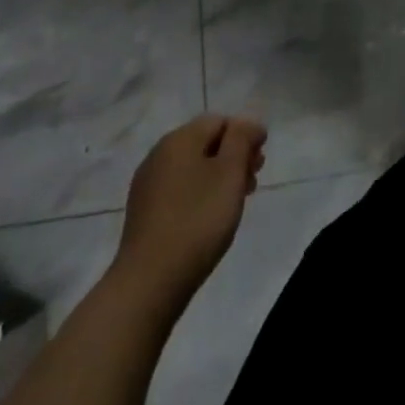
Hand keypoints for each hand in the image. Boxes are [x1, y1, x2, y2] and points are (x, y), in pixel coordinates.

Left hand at [112, 115, 266, 314]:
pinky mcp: (143, 213)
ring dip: (218, 177)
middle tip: (252, 182)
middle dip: (233, 157)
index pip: (220, 121)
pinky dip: (199, 194)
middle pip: (205, 143)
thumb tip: (247, 124)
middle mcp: (159, 154)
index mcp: (179, 139)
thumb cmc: (197, 221)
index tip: (260, 163)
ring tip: (235, 203)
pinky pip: (179, 190)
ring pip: (193, 167)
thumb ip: (242, 139)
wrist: (148, 284)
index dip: (245, 135)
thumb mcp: (230, 173)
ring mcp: (148, 185)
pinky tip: (208, 219)